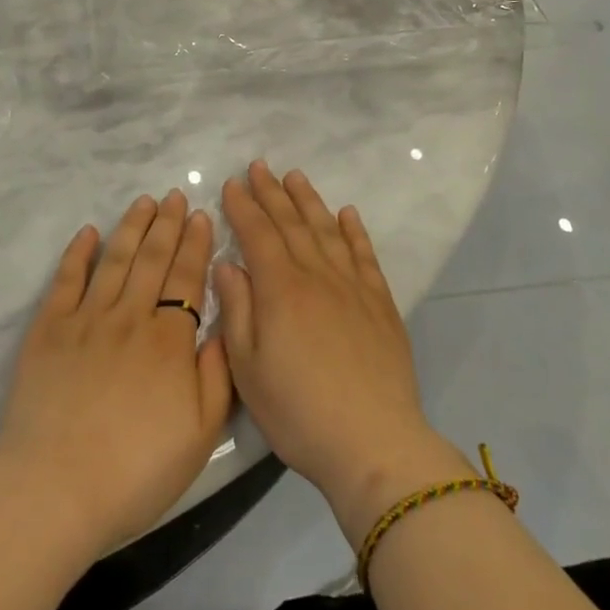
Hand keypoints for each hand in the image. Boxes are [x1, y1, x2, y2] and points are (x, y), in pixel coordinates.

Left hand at [0, 190, 232, 555]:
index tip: (200, 216)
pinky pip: (66, 279)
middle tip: (175, 195)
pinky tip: (88, 232)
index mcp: (169, 341)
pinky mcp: (49, 329)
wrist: (57, 488)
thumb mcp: (200, 434)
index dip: (195, 245)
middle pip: (152, 260)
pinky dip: (78, 252)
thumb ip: (219, 376)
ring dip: (131, 227)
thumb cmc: (137, 470)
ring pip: (115, 260)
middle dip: (166, 224)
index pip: (187, 279)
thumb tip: (225, 328)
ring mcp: (86, 319)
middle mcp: (130, 317)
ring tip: (143, 202)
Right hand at [216, 162, 471, 544]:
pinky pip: (364, 254)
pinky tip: (348, 213)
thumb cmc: (299, 412)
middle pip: (291, 223)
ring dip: (309, 201)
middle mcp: (317, 275)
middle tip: (259, 166)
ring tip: (295, 176)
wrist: (374, 443)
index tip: (231, 184)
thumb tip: (228, 265)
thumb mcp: (248, 369)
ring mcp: (352, 286)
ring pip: (326, 230)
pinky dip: (354, 230)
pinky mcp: (380, 303)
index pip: (258, 234)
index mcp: (281, 289)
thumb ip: (238, 311)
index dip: (243, 207)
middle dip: (272, 192)